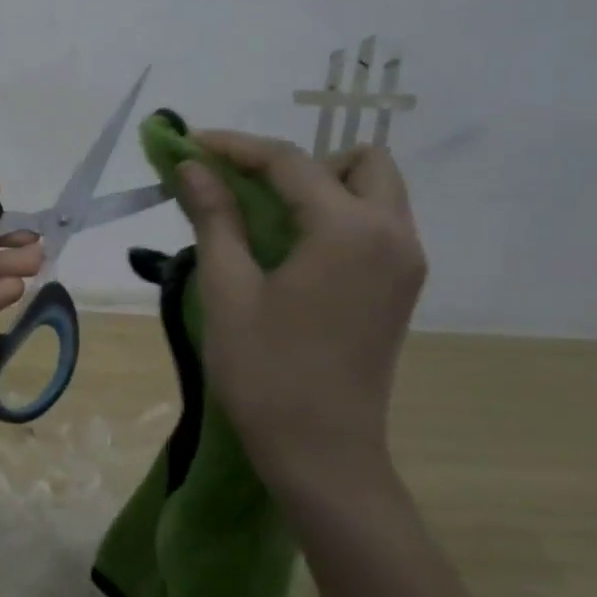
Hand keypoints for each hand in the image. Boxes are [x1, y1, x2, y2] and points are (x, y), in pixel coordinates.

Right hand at [173, 134, 425, 492]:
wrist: (322, 454)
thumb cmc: (266, 372)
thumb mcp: (228, 289)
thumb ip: (215, 217)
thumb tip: (193, 166)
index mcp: (349, 230)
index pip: (290, 162)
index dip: (235, 146)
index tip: (190, 142)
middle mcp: (393, 234)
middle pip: (358, 161)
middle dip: (298, 162)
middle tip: (246, 189)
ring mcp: (405, 262)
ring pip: (374, 191)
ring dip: (321, 187)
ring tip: (265, 217)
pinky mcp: (402, 288)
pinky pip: (375, 224)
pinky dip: (335, 216)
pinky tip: (291, 248)